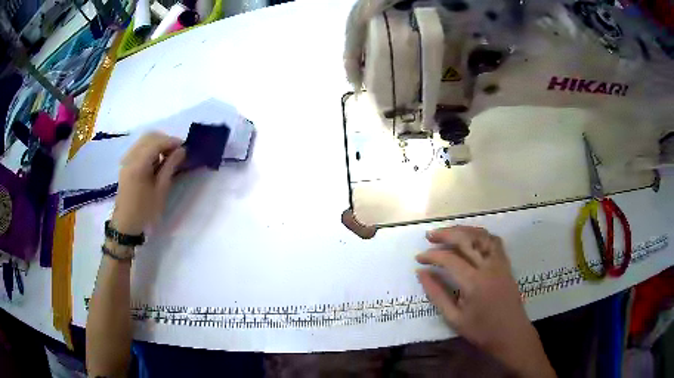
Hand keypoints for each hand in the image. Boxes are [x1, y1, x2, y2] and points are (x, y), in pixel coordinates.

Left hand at [112, 132, 185, 234]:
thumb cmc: (145, 210)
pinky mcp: (126, 163)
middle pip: (149, 137)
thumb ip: (170, 166)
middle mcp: (131, 157)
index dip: (172, 141)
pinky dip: (150, 148)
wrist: (126, 223)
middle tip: (177, 152)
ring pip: (144, 140)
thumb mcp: (161, 190)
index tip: (184, 147)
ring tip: (168, 156)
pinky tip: (156, 161)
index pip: (157, 142)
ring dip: (158, 143)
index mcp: (139, 164)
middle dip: (165, 140)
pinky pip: (139, 147)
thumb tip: (181, 150)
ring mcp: (126, 159)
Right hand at [416, 226, 555, 377]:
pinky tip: (472, 238)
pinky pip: (494, 241)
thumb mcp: (454, 318)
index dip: (432, 256)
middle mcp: (488, 266)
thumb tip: (421, 273)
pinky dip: (481, 235)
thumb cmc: (481, 331)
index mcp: (474, 282)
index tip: (418, 258)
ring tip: (449, 232)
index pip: (449, 259)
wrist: (511, 334)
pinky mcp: (506, 264)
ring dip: (463, 230)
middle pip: (466, 240)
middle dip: (446, 234)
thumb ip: (437, 294)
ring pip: (482, 236)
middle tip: (429, 236)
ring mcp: (500, 263)